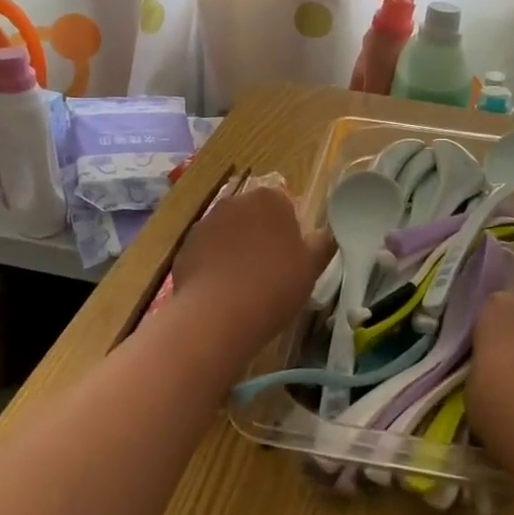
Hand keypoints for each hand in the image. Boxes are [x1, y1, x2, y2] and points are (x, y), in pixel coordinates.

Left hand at [169, 183, 332, 376]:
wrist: (218, 315)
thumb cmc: (274, 285)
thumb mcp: (312, 268)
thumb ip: (323, 244)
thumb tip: (328, 234)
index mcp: (270, 199)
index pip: (284, 205)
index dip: (288, 231)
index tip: (291, 258)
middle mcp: (235, 202)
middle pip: (253, 215)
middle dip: (260, 236)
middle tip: (270, 272)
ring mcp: (206, 223)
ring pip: (228, 233)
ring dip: (235, 250)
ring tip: (244, 286)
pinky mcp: (185, 247)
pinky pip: (206, 252)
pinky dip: (213, 266)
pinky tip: (221, 293)